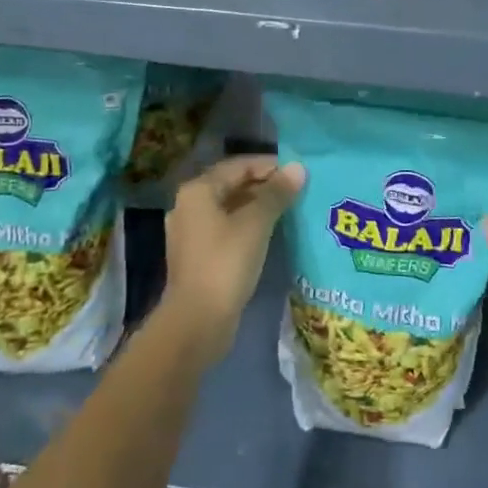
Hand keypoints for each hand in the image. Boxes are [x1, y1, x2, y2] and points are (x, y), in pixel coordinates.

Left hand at [159, 156, 304, 361]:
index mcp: (198, 190)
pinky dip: (246, 226)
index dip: (269, 165)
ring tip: (289, 209)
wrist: (197, 321)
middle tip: (297, 190)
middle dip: (264, 185)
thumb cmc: (226, 264)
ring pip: (229, 208)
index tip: (297, 171)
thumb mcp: (256, 224)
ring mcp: (190, 232)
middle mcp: (189, 205)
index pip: (238, 165)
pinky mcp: (197, 256)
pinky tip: (269, 233)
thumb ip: (276, 193)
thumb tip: (297, 168)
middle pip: (231, 185)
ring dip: (257, 206)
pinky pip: (225, 229)